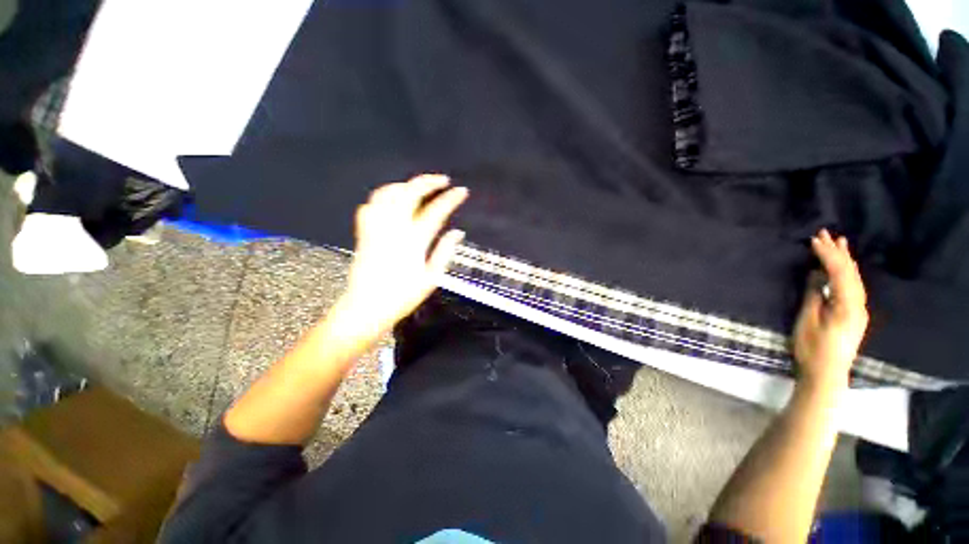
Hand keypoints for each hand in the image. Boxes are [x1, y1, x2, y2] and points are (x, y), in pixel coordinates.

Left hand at [335, 175, 467, 341]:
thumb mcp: (431, 278)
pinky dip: (384, 196)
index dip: (450, 199)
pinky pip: (371, 204)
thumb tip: (458, 233)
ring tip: (418, 187)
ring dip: (406, 185)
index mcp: (414, 241)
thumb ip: (444, 251)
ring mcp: (376, 228)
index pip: (436, 212)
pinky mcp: (364, 232)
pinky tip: (392, 199)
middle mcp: (394, 228)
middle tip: (443, 181)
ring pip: (388, 194)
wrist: (366, 306)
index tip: (461, 191)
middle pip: (410, 194)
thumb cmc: (403, 296)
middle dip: (428, 182)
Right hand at [792, 230, 868, 391]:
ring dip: (844, 261)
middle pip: (850, 273)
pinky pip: (852, 287)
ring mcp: (858, 310)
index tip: (814, 240)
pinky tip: (841, 268)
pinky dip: (846, 273)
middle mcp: (858, 304)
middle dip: (838, 253)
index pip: (839, 273)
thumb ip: (814, 296)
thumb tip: (816, 274)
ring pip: (854, 279)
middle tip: (826, 234)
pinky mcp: (853, 314)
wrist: (826, 373)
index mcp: (847, 305)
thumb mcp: (807, 321)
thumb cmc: (812, 347)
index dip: (827, 255)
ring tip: (838, 244)